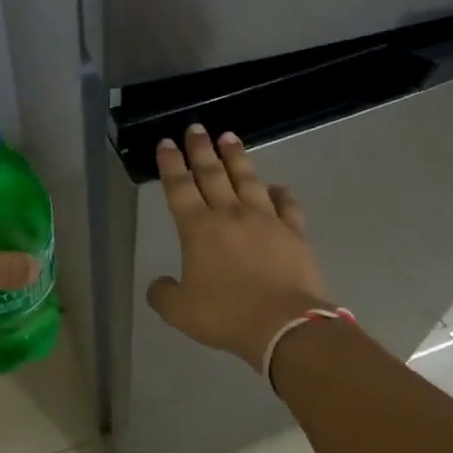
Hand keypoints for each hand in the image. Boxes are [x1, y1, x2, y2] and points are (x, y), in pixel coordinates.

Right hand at [146, 125, 330, 370]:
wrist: (284, 325)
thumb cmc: (226, 316)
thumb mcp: (180, 312)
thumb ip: (164, 294)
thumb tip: (159, 283)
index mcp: (198, 229)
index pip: (179, 187)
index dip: (171, 164)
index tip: (166, 143)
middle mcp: (230, 215)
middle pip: (212, 174)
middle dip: (200, 149)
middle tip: (195, 128)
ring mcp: (265, 220)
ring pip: (247, 179)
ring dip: (236, 157)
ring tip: (229, 137)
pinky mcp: (293, 232)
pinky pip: (286, 204)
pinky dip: (280, 192)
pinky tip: (275, 186)